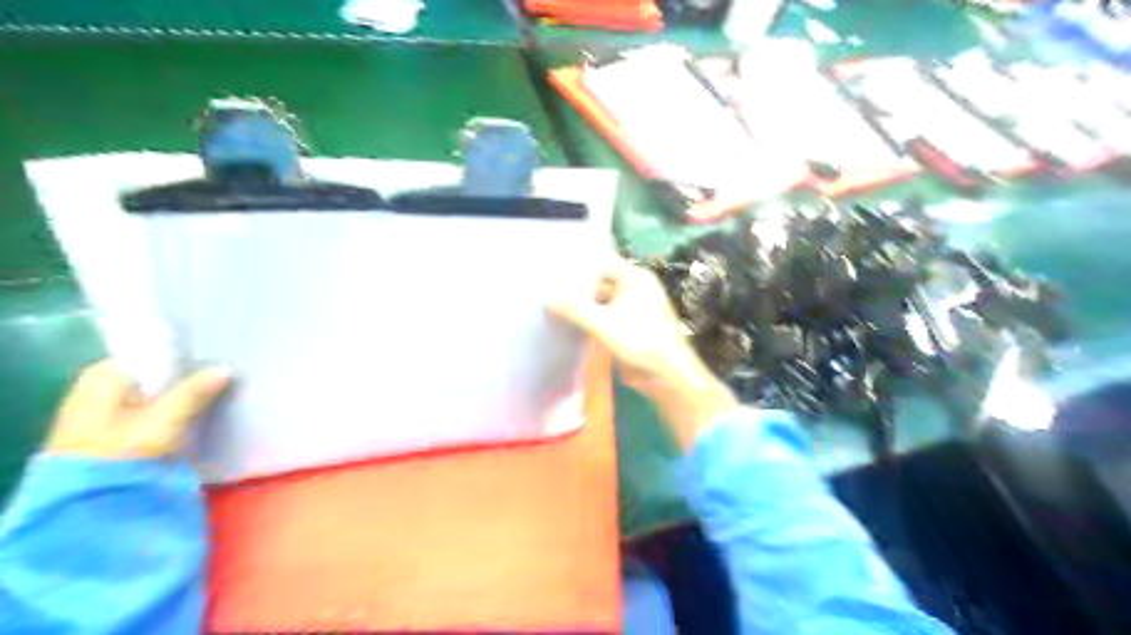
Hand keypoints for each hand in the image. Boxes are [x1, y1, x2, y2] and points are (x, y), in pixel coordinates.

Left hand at [47, 359, 230, 457]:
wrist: (85, 504)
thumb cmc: (122, 452)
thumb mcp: (166, 419)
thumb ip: (196, 391)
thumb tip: (225, 368)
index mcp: (103, 374)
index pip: (151, 353)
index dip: (185, 355)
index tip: (216, 357)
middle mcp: (98, 387)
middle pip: (153, 374)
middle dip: (186, 375)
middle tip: (223, 375)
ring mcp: (101, 411)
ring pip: (153, 393)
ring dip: (181, 395)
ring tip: (216, 392)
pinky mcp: (111, 433)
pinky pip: (149, 411)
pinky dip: (171, 411)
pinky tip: (195, 414)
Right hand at [545, 255, 734, 449]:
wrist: (666, 374)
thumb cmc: (640, 340)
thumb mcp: (603, 323)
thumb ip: (575, 309)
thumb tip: (547, 299)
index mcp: (634, 278)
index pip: (602, 261)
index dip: (579, 266)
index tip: (555, 270)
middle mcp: (636, 288)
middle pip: (601, 281)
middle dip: (578, 287)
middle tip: (550, 289)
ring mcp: (634, 307)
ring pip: (602, 300)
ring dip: (583, 305)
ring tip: (555, 307)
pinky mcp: (631, 326)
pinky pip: (607, 315)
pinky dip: (591, 318)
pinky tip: (571, 324)